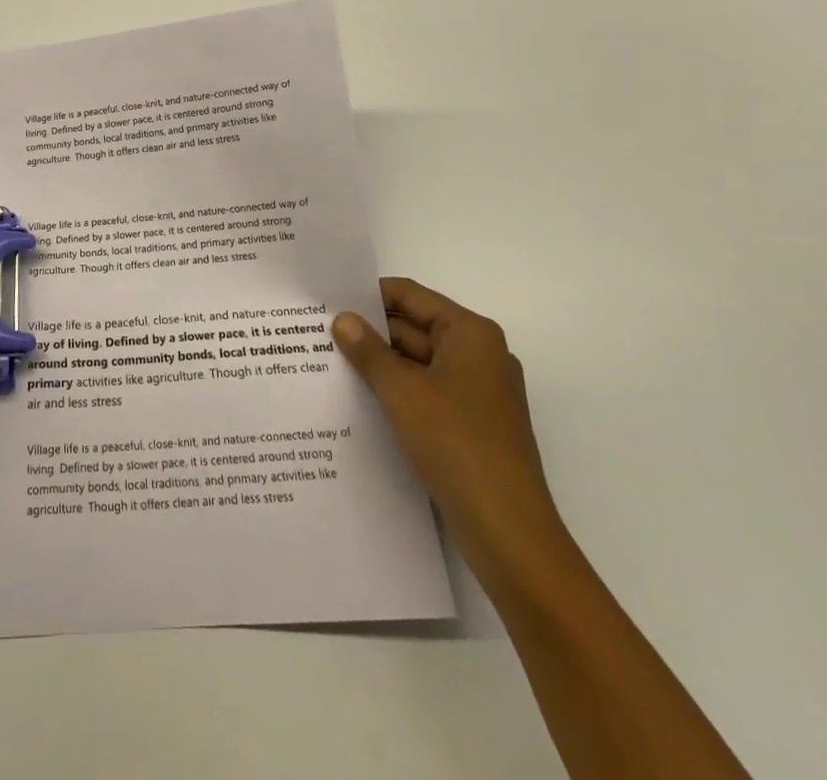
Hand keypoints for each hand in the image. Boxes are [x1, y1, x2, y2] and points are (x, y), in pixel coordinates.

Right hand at [333, 279, 565, 577]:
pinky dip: (397, 391)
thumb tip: (343, 319)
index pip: (411, 296)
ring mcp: (477, 392)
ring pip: (418, 362)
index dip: (369, 295)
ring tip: (329, 363)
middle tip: (319, 333)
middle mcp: (479, 355)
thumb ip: (368, 351)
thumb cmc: (456, 444)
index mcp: (470, 334)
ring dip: (380, 364)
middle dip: (370, 332)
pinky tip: (359, 398)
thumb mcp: (401, 391)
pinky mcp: (471, 424)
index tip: (329, 300)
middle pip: (415, 327)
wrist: (507, 531)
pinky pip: (426, 392)